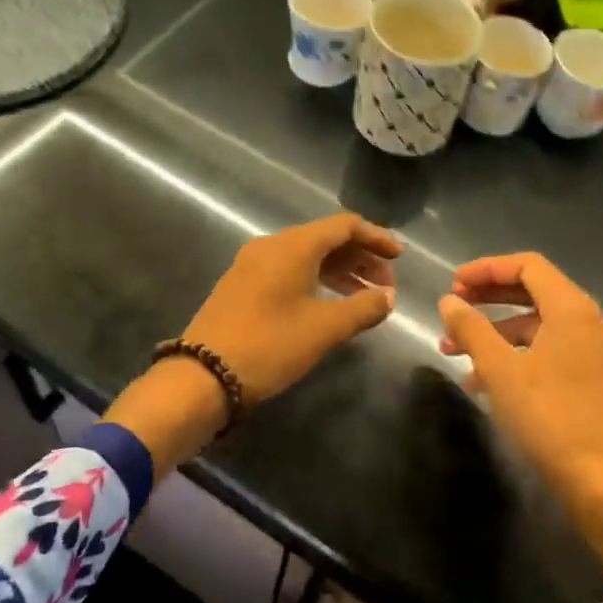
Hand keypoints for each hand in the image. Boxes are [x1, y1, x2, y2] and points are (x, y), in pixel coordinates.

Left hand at [183, 213, 402, 403]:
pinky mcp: (242, 286)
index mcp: (293, 246)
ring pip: (306, 256)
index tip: (399, 258)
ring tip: (364, 297)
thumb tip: (387, 297)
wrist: (202, 376)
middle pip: (325, 239)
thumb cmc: (270, 345)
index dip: (376, 238)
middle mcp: (271, 246)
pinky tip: (329, 304)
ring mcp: (252, 265)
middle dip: (360, 258)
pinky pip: (288, 271)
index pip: (344, 226)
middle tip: (386, 286)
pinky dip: (316, 280)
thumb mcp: (324, 329)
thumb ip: (363, 308)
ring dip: (339, 271)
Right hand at [439, 253, 602, 574]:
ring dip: (497, 334)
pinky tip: (486, 384)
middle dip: (488, 300)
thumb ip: (472, 329)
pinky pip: (552, 354)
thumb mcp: (500, 371)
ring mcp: (599, 354)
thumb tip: (449, 301)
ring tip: (456, 354)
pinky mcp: (599, 382)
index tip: (452, 284)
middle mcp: (592, 323)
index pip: (528, 266)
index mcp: (574, 309)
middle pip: (534, 294)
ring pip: (540, 328)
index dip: (486, 269)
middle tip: (452, 310)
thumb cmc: (551, 418)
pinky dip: (518, 357)